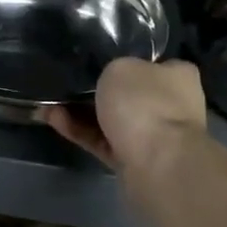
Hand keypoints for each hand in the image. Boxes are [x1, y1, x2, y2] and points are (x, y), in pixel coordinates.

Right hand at [42, 58, 206, 170]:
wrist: (157, 164)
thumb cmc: (144, 104)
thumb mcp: (121, 67)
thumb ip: (113, 70)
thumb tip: (112, 80)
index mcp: (178, 76)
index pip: (150, 64)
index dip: (122, 62)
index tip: (95, 62)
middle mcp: (171, 106)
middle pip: (127, 94)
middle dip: (94, 91)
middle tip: (66, 83)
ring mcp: (153, 136)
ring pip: (111, 120)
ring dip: (80, 112)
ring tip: (47, 102)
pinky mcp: (134, 162)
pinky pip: (102, 141)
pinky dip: (79, 131)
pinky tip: (52, 119)